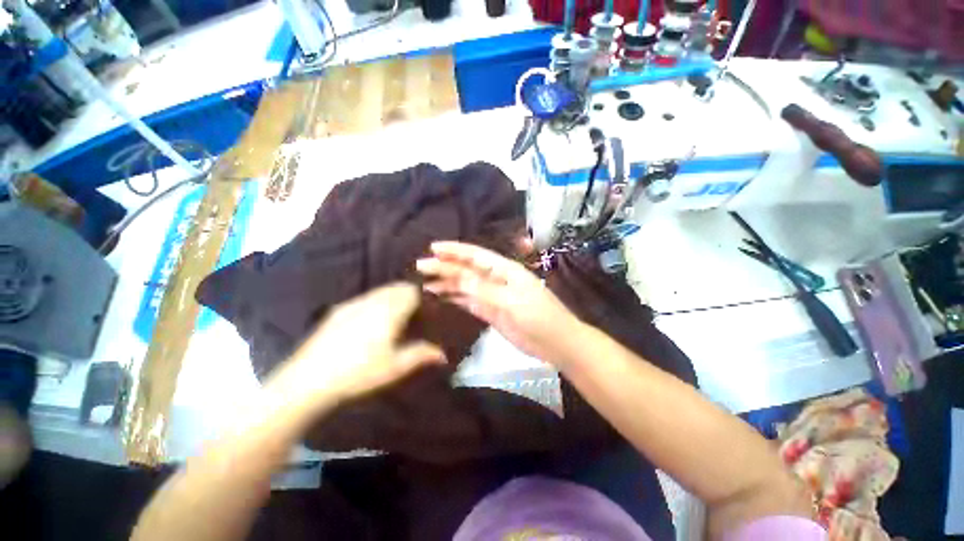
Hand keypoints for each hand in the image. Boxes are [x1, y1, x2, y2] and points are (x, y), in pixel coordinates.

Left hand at [265, 283, 446, 412]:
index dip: (423, 297)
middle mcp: (372, 300)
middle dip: (409, 294)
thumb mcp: (395, 367)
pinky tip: (371, 320)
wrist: (308, 380)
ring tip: (396, 315)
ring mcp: (353, 303)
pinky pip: (364, 297)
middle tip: (416, 312)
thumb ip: (421, 355)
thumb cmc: (359, 373)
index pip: (412, 291)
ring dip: (393, 296)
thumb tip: (443, 354)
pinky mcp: (338, 310)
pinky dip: (376, 300)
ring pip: (380, 290)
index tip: (428, 309)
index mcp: (389, 311)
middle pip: (397, 287)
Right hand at [416, 241, 585, 363]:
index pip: (476, 256)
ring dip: (446, 283)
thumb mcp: (512, 302)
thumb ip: (485, 290)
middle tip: (420, 266)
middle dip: (445, 267)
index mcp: (505, 270)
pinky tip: (441, 298)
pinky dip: (454, 299)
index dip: (455, 251)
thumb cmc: (539, 317)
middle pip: (467, 270)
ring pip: (465, 286)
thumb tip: (457, 278)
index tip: (433, 248)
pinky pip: (468, 302)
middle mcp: (496, 279)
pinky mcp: (490, 311)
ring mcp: (492, 296)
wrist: (556, 343)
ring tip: (424, 283)